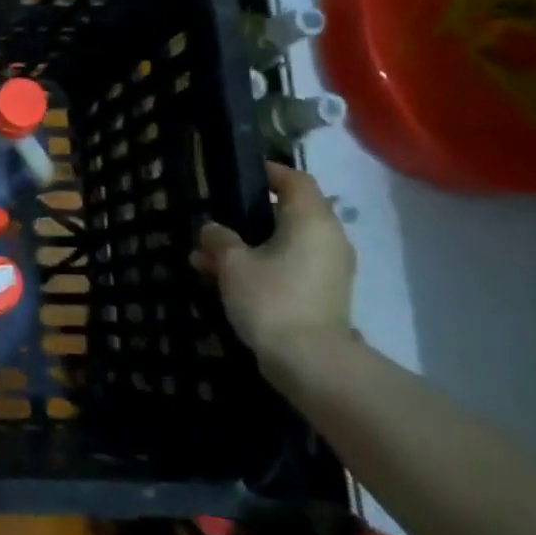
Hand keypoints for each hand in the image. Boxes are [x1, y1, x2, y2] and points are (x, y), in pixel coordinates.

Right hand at [191, 161, 355, 378]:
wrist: (310, 361)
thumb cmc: (271, 298)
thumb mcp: (232, 263)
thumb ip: (219, 238)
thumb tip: (213, 229)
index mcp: (311, 220)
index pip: (295, 180)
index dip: (268, 173)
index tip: (240, 175)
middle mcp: (328, 238)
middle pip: (288, 214)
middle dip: (247, 218)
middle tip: (214, 223)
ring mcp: (329, 268)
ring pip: (284, 243)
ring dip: (248, 246)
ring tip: (206, 259)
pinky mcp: (323, 294)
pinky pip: (289, 266)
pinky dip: (261, 266)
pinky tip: (225, 281)